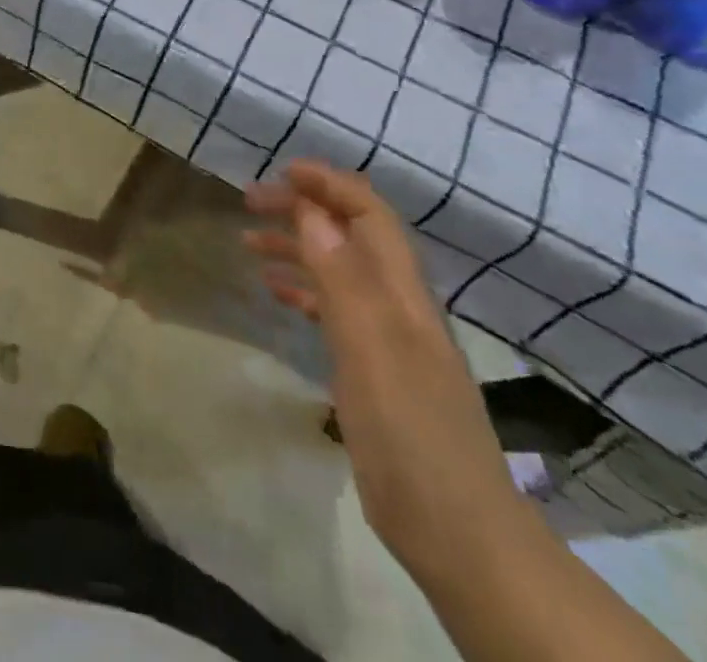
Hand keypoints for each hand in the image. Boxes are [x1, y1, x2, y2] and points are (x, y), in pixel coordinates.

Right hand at [245, 161, 528, 583]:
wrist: (459, 534)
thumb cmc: (411, 434)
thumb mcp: (370, 349)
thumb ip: (341, 277)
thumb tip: (311, 209)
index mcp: (402, 292)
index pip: (370, 215)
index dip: (330, 184)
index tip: (282, 172)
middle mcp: (397, 304)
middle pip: (351, 235)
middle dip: (305, 208)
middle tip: (250, 201)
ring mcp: (387, 338)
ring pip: (338, 269)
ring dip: (297, 245)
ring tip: (247, 239)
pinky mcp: (374, 369)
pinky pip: (334, 308)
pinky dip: (303, 289)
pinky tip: (275, 292)